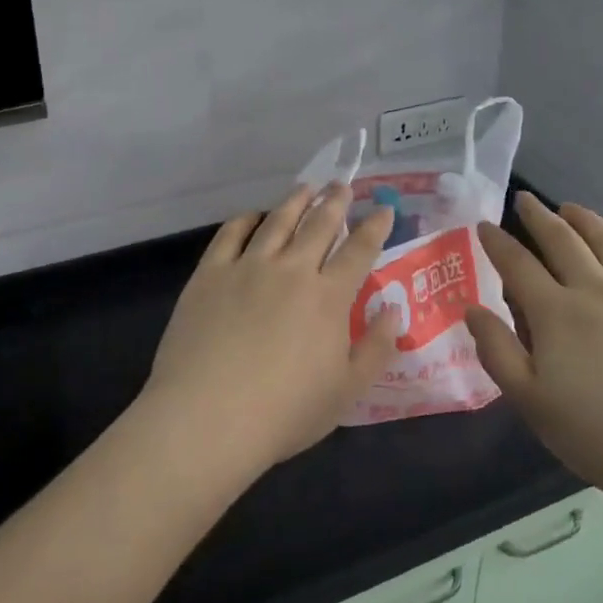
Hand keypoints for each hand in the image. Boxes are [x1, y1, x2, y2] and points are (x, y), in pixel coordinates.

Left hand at [137, 184, 399, 477]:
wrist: (207, 417)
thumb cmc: (284, 412)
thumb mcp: (347, 391)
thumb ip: (376, 347)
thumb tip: (394, 309)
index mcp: (328, 297)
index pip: (359, 250)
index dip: (374, 227)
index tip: (383, 210)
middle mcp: (291, 270)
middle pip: (318, 224)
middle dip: (335, 202)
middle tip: (342, 185)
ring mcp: (248, 267)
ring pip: (277, 221)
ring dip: (295, 201)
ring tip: (305, 188)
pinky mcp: (210, 274)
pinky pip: (231, 234)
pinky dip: (246, 219)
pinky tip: (253, 216)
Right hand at [464, 193, 602, 533]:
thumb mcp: (532, 404)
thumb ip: (497, 352)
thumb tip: (472, 309)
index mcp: (556, 313)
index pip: (517, 265)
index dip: (497, 242)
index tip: (485, 225)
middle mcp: (597, 289)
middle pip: (563, 241)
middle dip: (539, 217)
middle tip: (526, 200)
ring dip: (586, 220)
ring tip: (571, 208)